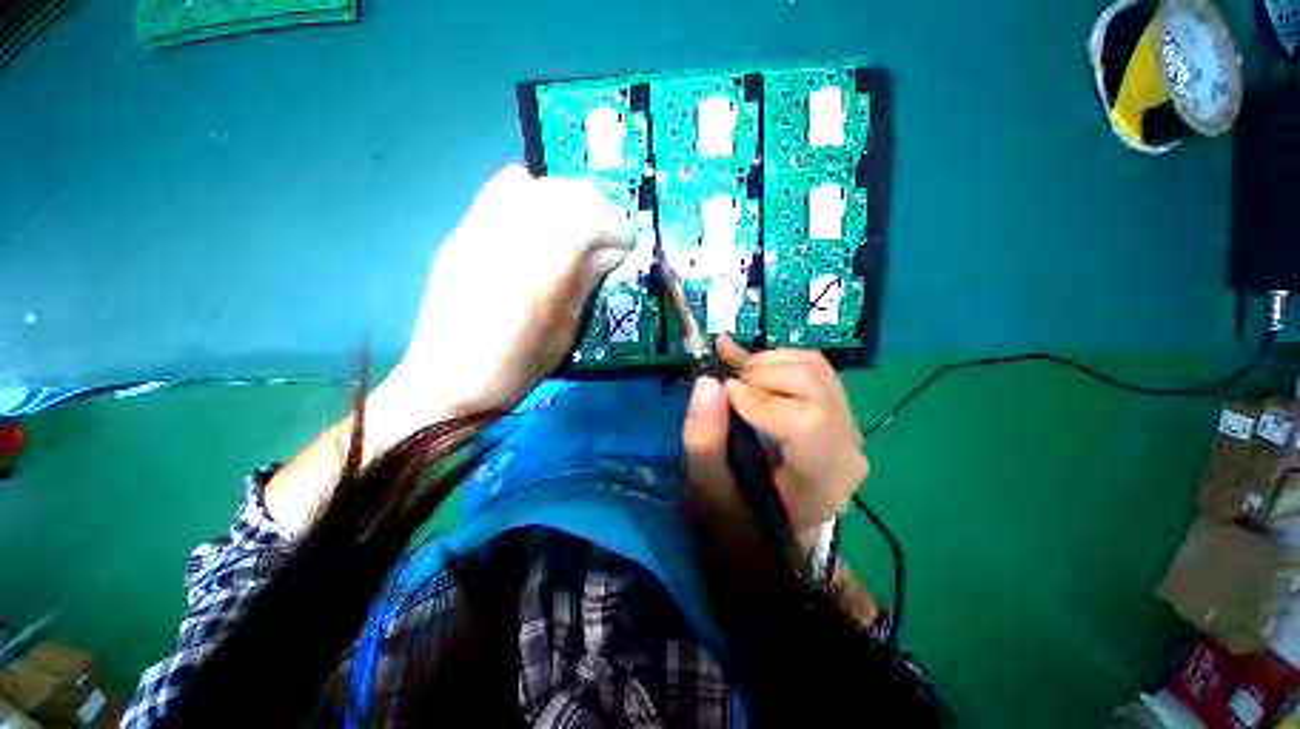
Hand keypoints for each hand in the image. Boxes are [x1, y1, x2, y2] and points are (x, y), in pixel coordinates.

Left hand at [377, 165, 633, 422]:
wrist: (449, 378)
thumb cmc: (517, 366)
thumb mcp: (564, 331)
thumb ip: (585, 282)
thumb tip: (611, 252)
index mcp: (539, 271)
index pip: (587, 221)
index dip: (615, 227)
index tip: (628, 243)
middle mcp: (507, 238)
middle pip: (561, 194)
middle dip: (596, 208)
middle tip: (608, 234)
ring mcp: (478, 229)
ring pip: (532, 185)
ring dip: (565, 199)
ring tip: (577, 224)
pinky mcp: (462, 232)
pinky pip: (500, 190)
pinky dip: (531, 194)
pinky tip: (539, 221)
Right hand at [682, 335, 867, 546]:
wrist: (772, 526)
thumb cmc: (740, 516)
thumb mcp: (710, 490)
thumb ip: (704, 441)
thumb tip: (708, 381)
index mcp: (822, 481)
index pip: (807, 422)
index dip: (760, 399)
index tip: (724, 393)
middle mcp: (847, 448)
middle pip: (813, 384)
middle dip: (760, 374)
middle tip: (726, 386)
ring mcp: (846, 424)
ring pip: (813, 366)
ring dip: (765, 363)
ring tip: (734, 378)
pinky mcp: (836, 409)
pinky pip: (811, 367)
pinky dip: (773, 358)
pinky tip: (744, 362)